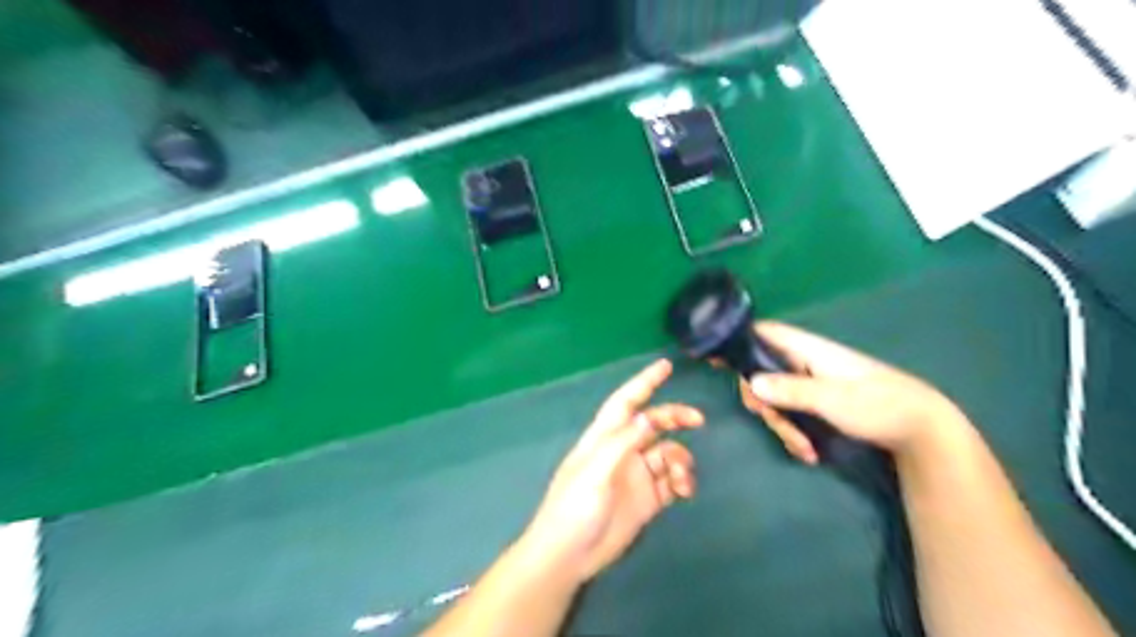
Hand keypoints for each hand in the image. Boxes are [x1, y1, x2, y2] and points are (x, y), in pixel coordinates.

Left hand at [522, 359, 701, 580]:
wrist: (570, 555)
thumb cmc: (574, 507)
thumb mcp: (595, 471)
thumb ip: (623, 442)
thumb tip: (648, 416)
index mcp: (604, 437)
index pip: (626, 401)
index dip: (644, 382)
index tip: (666, 366)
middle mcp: (622, 450)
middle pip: (653, 423)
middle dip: (674, 417)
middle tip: (698, 420)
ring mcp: (636, 475)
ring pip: (667, 453)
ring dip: (681, 459)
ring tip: (682, 477)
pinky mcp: (647, 499)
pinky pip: (672, 481)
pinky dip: (682, 480)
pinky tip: (684, 490)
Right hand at [737, 324, 966, 462]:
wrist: (921, 428)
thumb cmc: (877, 405)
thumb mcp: (831, 399)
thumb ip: (790, 390)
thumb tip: (751, 382)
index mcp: (807, 349)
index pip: (764, 332)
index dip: (738, 341)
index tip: (715, 361)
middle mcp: (805, 361)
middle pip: (763, 372)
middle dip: (764, 401)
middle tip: (771, 421)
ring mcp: (812, 382)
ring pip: (777, 397)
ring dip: (783, 424)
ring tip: (802, 449)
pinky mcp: (819, 402)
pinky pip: (793, 412)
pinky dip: (795, 431)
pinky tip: (809, 452)